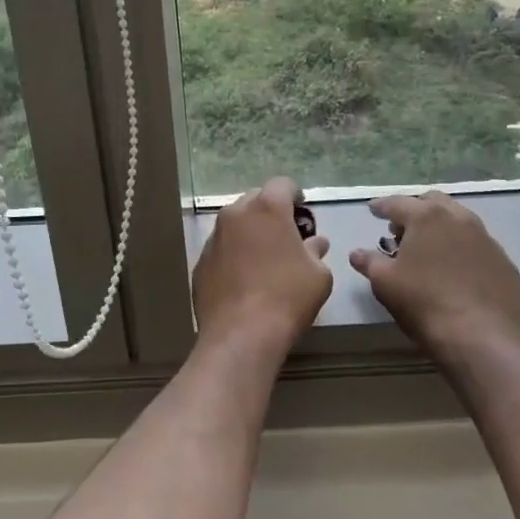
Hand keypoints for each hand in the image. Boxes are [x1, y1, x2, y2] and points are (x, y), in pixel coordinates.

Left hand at [193, 177, 331, 347]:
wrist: (240, 335)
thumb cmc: (287, 298)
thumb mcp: (318, 275)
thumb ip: (316, 251)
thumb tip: (315, 243)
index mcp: (267, 208)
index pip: (282, 184)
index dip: (295, 194)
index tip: (302, 212)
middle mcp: (236, 213)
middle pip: (256, 199)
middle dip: (271, 211)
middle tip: (285, 235)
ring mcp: (214, 236)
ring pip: (235, 222)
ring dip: (250, 231)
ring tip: (264, 257)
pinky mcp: (201, 260)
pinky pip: (222, 247)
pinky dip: (233, 253)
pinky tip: (244, 278)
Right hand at [349, 192, 519, 362]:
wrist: (481, 340)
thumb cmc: (424, 304)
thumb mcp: (385, 283)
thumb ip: (368, 262)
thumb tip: (356, 253)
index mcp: (426, 217)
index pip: (396, 203)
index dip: (381, 207)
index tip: (373, 210)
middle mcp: (458, 218)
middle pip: (432, 202)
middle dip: (415, 210)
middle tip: (402, 230)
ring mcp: (486, 239)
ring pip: (459, 220)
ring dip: (441, 226)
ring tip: (430, 248)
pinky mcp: (504, 262)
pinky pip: (478, 246)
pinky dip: (463, 249)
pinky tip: (458, 270)